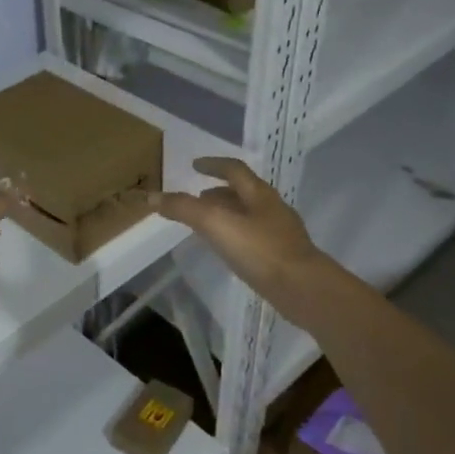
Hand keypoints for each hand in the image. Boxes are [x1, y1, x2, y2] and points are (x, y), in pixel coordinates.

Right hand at [152, 158, 327, 322]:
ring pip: (249, 216)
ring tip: (207, 225)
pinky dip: (236, 236)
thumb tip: (152, 196)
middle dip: (218, 192)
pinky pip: (254, 238)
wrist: (302, 288)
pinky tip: (229, 251)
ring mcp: (280, 233)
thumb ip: (184, 209)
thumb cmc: (260, 250)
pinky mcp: (283, 257)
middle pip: (243, 192)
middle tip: (197, 198)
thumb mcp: (216, 224)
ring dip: (228, 215)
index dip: (213, 164)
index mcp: (259, 194)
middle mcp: (272, 208)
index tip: (195, 165)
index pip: (234, 169)